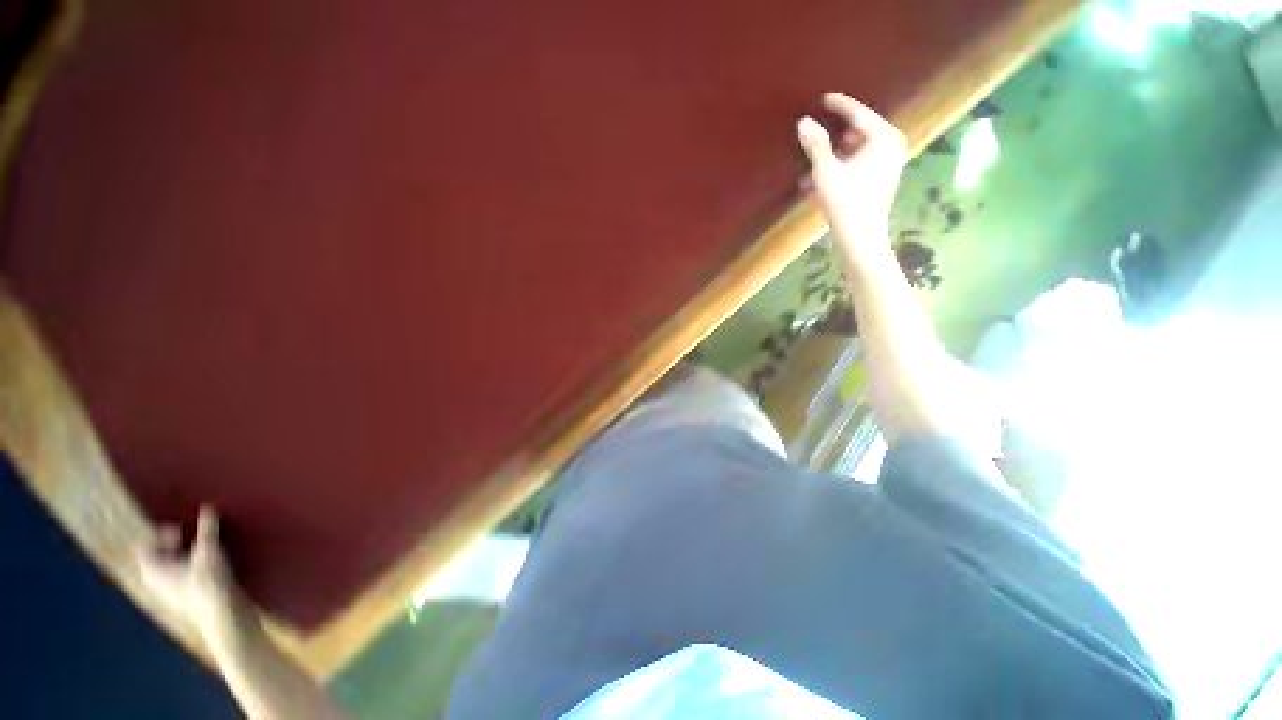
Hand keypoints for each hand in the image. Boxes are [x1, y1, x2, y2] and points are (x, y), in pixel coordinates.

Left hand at [136, 506, 248, 644]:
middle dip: (177, 545)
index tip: (183, 527)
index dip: (161, 535)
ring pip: (173, 570)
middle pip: (159, 559)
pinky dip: (195, 570)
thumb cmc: (209, 584)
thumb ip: (207, 531)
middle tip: (196, 535)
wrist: (223, 620)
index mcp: (152, 571)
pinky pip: (185, 579)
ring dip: (188, 557)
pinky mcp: (188, 601)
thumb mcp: (209, 554)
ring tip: (209, 549)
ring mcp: (172, 595)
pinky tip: (215, 568)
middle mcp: (156, 583)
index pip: (146, 548)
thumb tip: (207, 508)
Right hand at [797, 93, 907, 242]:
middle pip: (858, 131)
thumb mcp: (826, 171)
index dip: (838, 106)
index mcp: (883, 138)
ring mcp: (889, 163)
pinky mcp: (882, 178)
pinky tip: (821, 178)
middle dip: (835, 134)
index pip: (858, 114)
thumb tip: (803, 122)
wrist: (861, 237)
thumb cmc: (845, 203)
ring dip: (834, 154)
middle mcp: (892, 145)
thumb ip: (816, 145)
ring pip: (857, 149)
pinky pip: (859, 163)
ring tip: (814, 160)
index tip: (823, 97)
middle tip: (815, 132)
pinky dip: (841, 166)